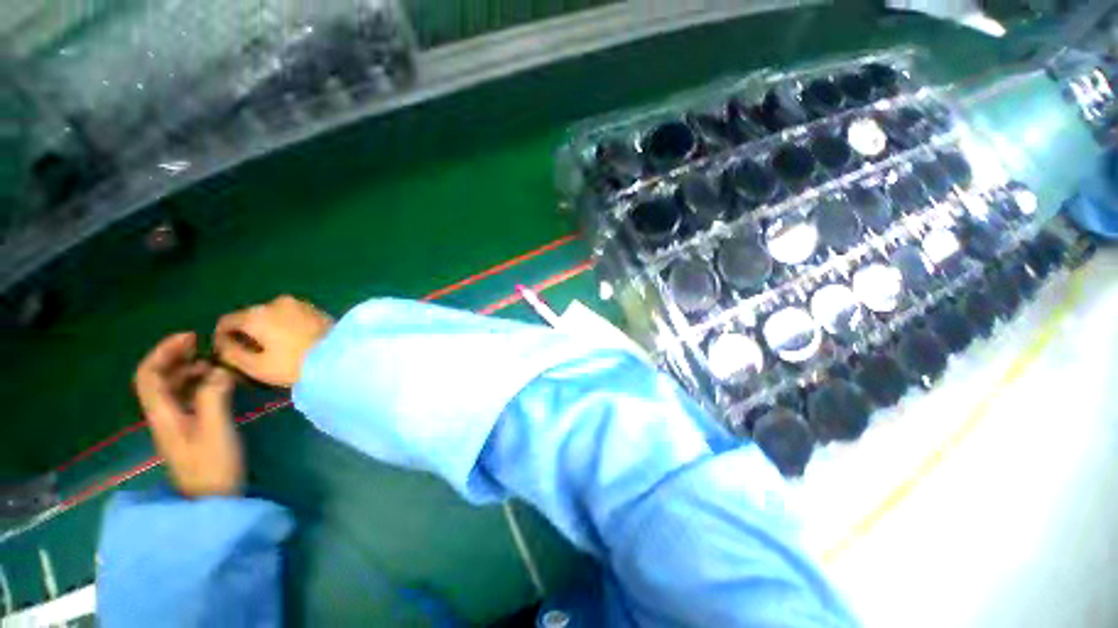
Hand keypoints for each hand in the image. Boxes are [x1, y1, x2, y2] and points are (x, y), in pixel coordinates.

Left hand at [135, 333, 242, 497]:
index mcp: (163, 414)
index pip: (149, 375)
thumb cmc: (213, 464)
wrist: (213, 499)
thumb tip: (220, 369)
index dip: (164, 352)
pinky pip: (186, 398)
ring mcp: (175, 424)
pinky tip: (217, 384)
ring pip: (172, 388)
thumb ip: (215, 396)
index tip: (190, 337)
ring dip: (189, 371)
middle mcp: (163, 416)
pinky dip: (198, 385)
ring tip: (214, 364)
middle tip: (203, 345)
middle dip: (176, 357)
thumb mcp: (216, 429)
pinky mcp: (189, 430)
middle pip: (157, 379)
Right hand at [214, 295, 333, 387]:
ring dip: (268, 328)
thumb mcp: (255, 366)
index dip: (221, 338)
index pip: (226, 321)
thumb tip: (223, 345)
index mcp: (256, 314)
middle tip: (252, 354)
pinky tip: (293, 342)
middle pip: (250, 317)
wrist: (340, 357)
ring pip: (272, 315)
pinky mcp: (317, 309)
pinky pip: (292, 316)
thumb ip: (231, 353)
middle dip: (246, 333)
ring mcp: (300, 303)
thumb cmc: (294, 364)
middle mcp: (276, 302)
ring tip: (275, 349)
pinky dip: (286, 326)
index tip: (227, 354)